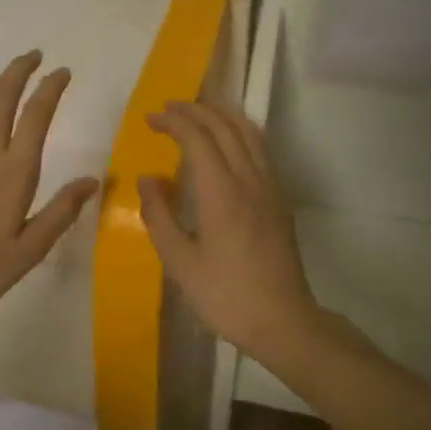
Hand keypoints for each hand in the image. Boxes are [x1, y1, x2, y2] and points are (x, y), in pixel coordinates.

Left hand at [0, 52, 99, 331]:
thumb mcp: (30, 250)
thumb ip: (61, 212)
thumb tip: (93, 180)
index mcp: (16, 172)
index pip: (37, 117)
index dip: (51, 89)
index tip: (62, 72)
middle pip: (4, 98)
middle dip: (20, 71)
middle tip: (34, 55)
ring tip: (8, 71)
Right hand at [138, 101, 326, 360]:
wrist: (283, 321)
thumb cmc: (225, 295)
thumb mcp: (179, 262)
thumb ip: (159, 215)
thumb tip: (147, 178)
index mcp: (222, 191)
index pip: (198, 138)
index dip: (173, 121)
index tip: (151, 119)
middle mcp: (249, 179)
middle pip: (224, 126)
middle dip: (195, 110)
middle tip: (168, 108)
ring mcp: (269, 187)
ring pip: (248, 133)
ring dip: (222, 115)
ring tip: (199, 111)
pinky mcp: (279, 200)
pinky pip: (260, 149)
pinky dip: (240, 131)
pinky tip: (229, 142)